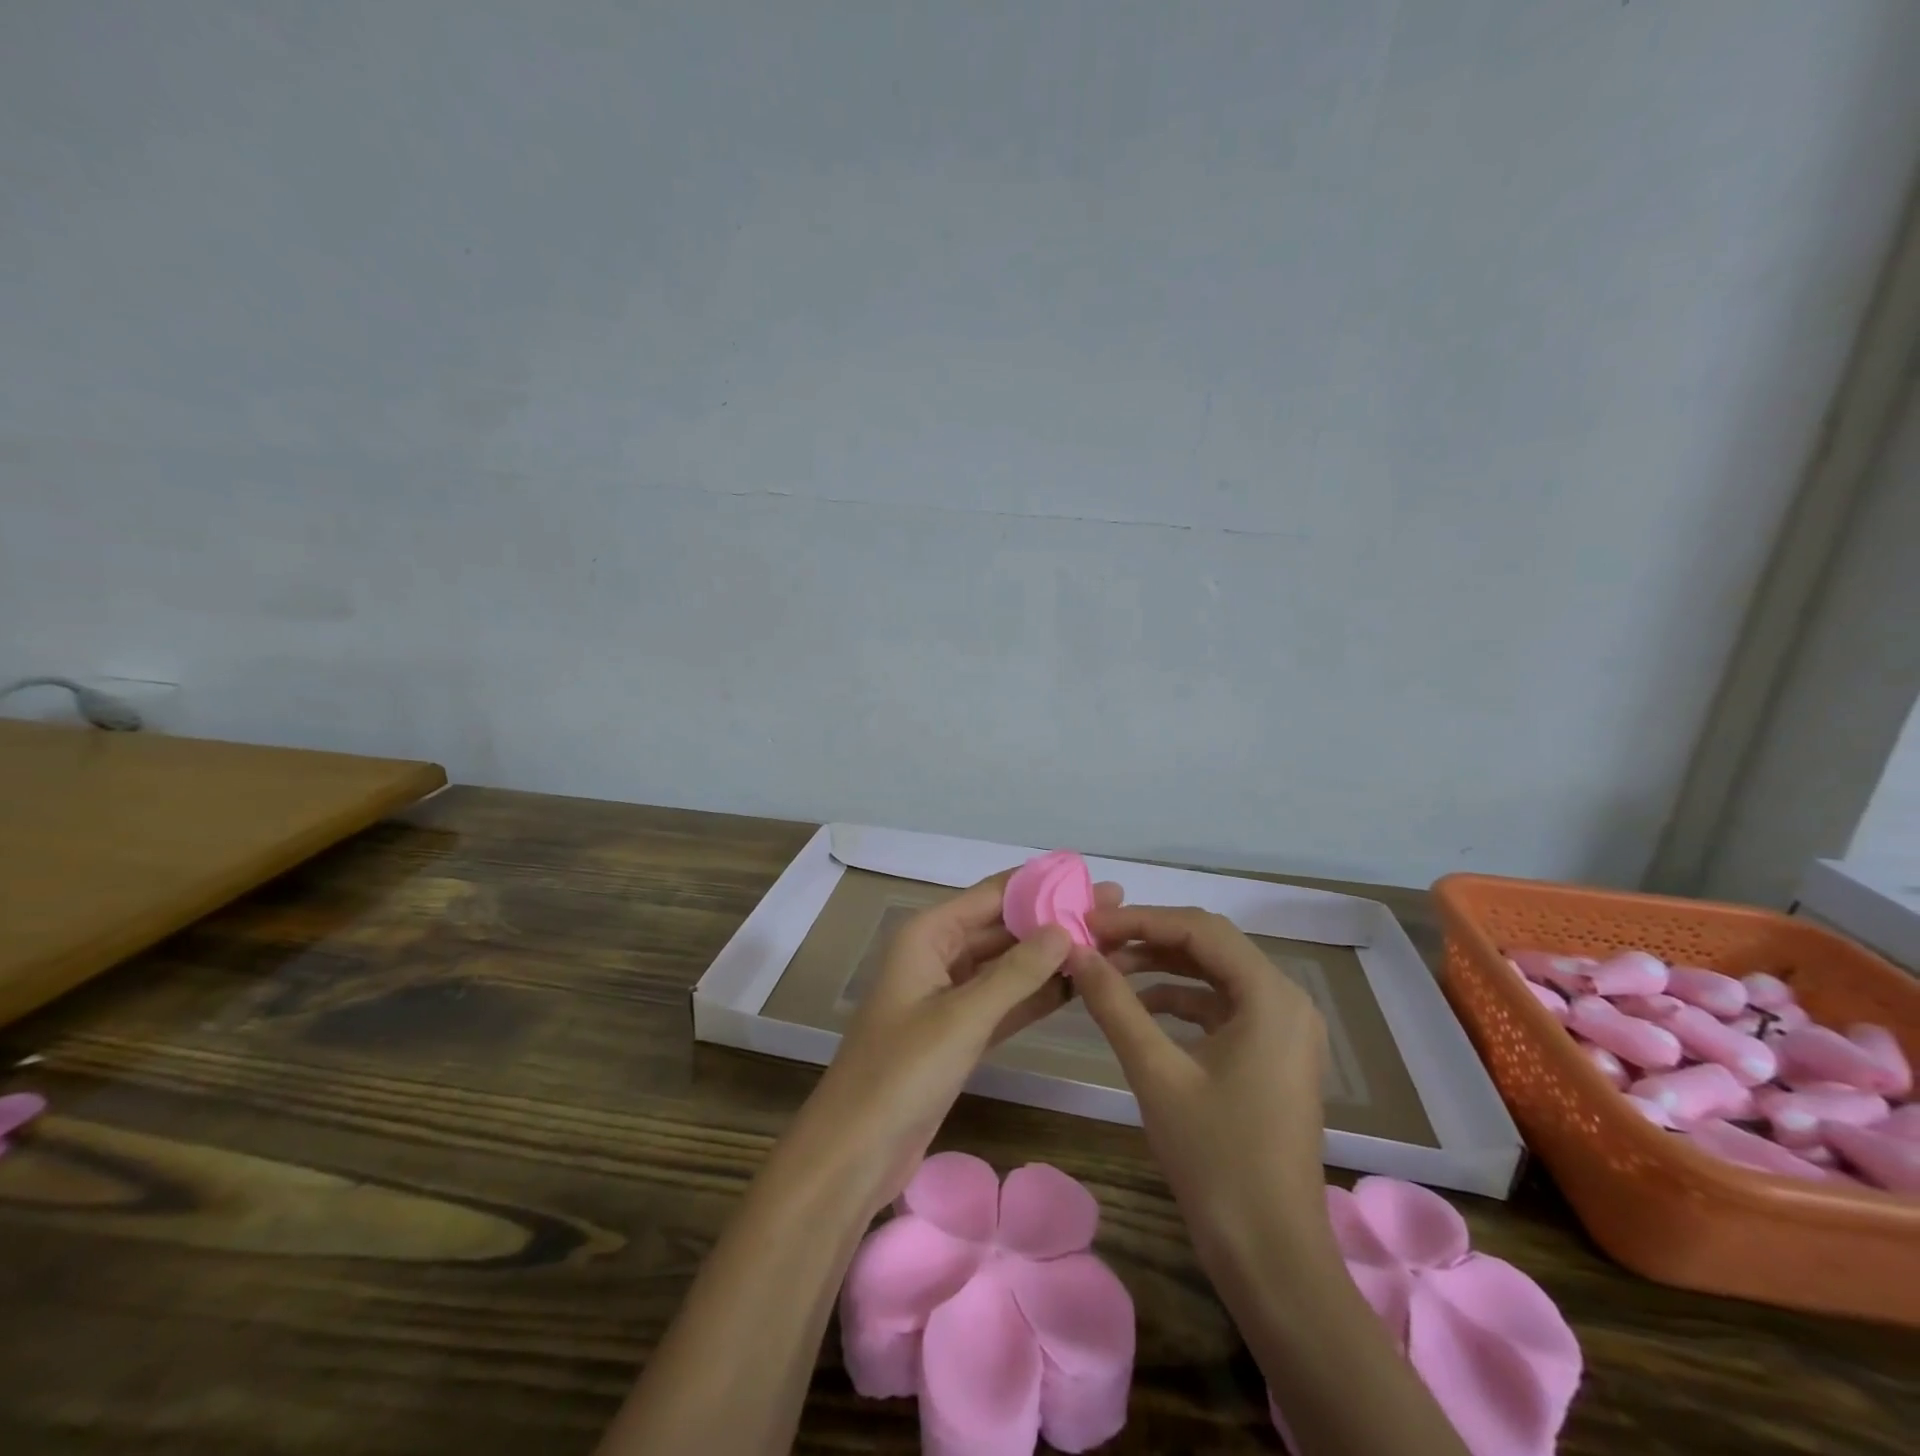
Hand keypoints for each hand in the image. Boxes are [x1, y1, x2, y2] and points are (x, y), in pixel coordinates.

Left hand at [798, 871, 1121, 1211]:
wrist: (855, 1152)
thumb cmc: (902, 1072)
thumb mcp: (963, 1016)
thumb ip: (1017, 972)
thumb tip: (1065, 929)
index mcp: (928, 934)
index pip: (992, 894)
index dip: (1041, 884)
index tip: (1090, 878)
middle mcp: (938, 954)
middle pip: (1002, 926)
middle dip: (1053, 919)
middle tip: (1112, 910)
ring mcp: (948, 995)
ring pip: (1006, 965)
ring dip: (1050, 956)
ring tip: (1105, 941)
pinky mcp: (958, 1032)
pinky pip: (1004, 1001)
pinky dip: (1036, 993)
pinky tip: (1077, 986)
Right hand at [1070, 905, 1328, 1254]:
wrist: (1271, 1255)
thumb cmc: (1216, 1159)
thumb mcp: (1156, 1073)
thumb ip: (1114, 1004)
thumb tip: (1075, 951)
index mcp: (1270, 995)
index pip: (1198, 929)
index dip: (1140, 919)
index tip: (1088, 923)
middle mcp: (1287, 1000)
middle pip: (1210, 945)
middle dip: (1149, 938)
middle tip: (1094, 941)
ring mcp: (1285, 1029)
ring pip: (1215, 974)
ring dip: (1162, 967)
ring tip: (1108, 969)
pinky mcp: (1274, 1054)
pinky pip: (1224, 1007)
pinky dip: (1181, 1000)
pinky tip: (1141, 1008)